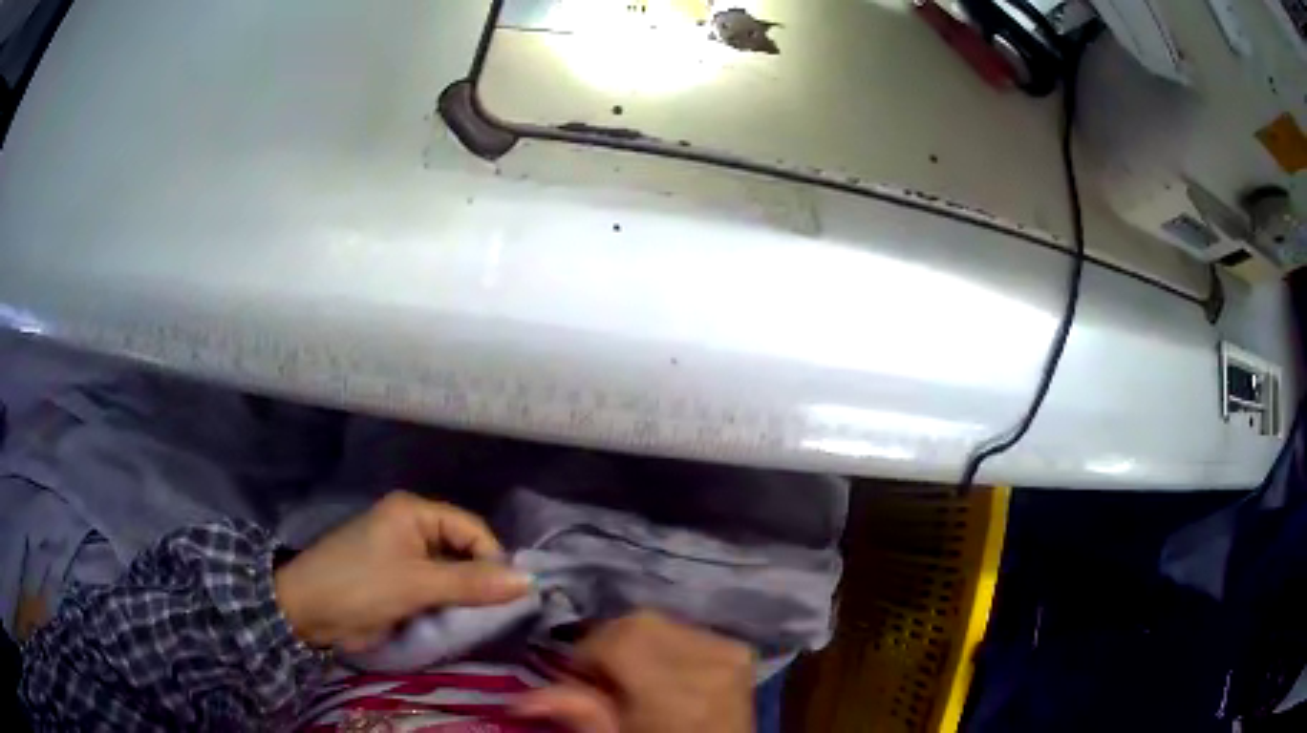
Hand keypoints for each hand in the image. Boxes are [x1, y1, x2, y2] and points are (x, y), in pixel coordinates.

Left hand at [274, 490, 530, 651]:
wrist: (309, 612)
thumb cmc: (361, 586)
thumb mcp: (417, 584)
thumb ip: (472, 583)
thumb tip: (530, 581)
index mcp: (414, 512)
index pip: (472, 529)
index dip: (493, 559)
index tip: (510, 595)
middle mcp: (413, 528)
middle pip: (464, 550)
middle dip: (481, 579)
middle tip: (501, 611)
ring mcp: (406, 556)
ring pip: (453, 573)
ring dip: (466, 596)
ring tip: (484, 619)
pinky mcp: (400, 582)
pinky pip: (438, 589)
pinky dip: (450, 604)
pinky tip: (461, 621)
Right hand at [513, 611, 754, 732]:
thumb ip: (579, 714)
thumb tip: (519, 697)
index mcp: (679, 692)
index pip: (619, 638)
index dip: (587, 653)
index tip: (576, 677)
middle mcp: (710, 660)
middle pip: (640, 621)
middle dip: (609, 642)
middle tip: (601, 676)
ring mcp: (731, 651)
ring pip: (661, 620)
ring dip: (636, 642)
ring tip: (633, 676)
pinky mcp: (740, 650)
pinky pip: (686, 628)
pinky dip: (664, 643)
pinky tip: (662, 672)